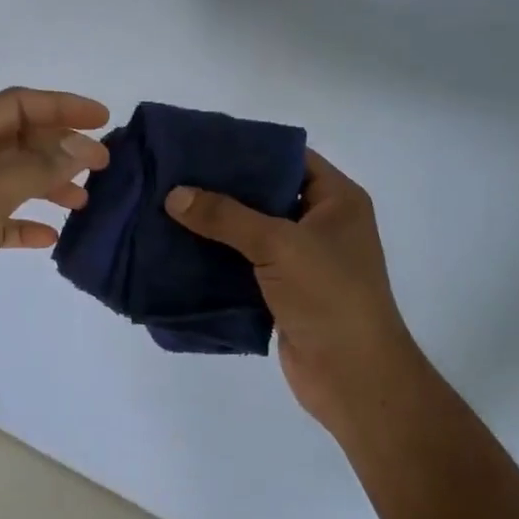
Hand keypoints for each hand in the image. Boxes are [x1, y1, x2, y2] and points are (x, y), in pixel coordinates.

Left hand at [0, 87, 109, 371]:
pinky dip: (30, 222)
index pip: (15, 106)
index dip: (60, 106)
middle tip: (103, 163)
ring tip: (84, 200)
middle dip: (60, 146)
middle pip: (18, 140)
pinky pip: (5, 220)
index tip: (104, 119)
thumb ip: (32, 169)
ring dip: (50, 183)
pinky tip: (50, 236)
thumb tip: (83, 148)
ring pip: (15, 180)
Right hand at [164, 151, 424, 444]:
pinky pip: (243, 264)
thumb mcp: (279, 244)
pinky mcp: (282, 291)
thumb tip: (174, 195)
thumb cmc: (329, 296)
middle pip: (266, 194)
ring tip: (167, 208)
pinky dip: (216, 259)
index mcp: (337, 201)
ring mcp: (302, 260)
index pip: (290, 158)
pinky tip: (178, 249)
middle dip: (222, 188)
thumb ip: (226, 217)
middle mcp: (321, 224)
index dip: (249, 148)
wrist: (352, 375)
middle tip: (174, 176)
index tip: (201, 144)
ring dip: (215, 226)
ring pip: (251, 232)